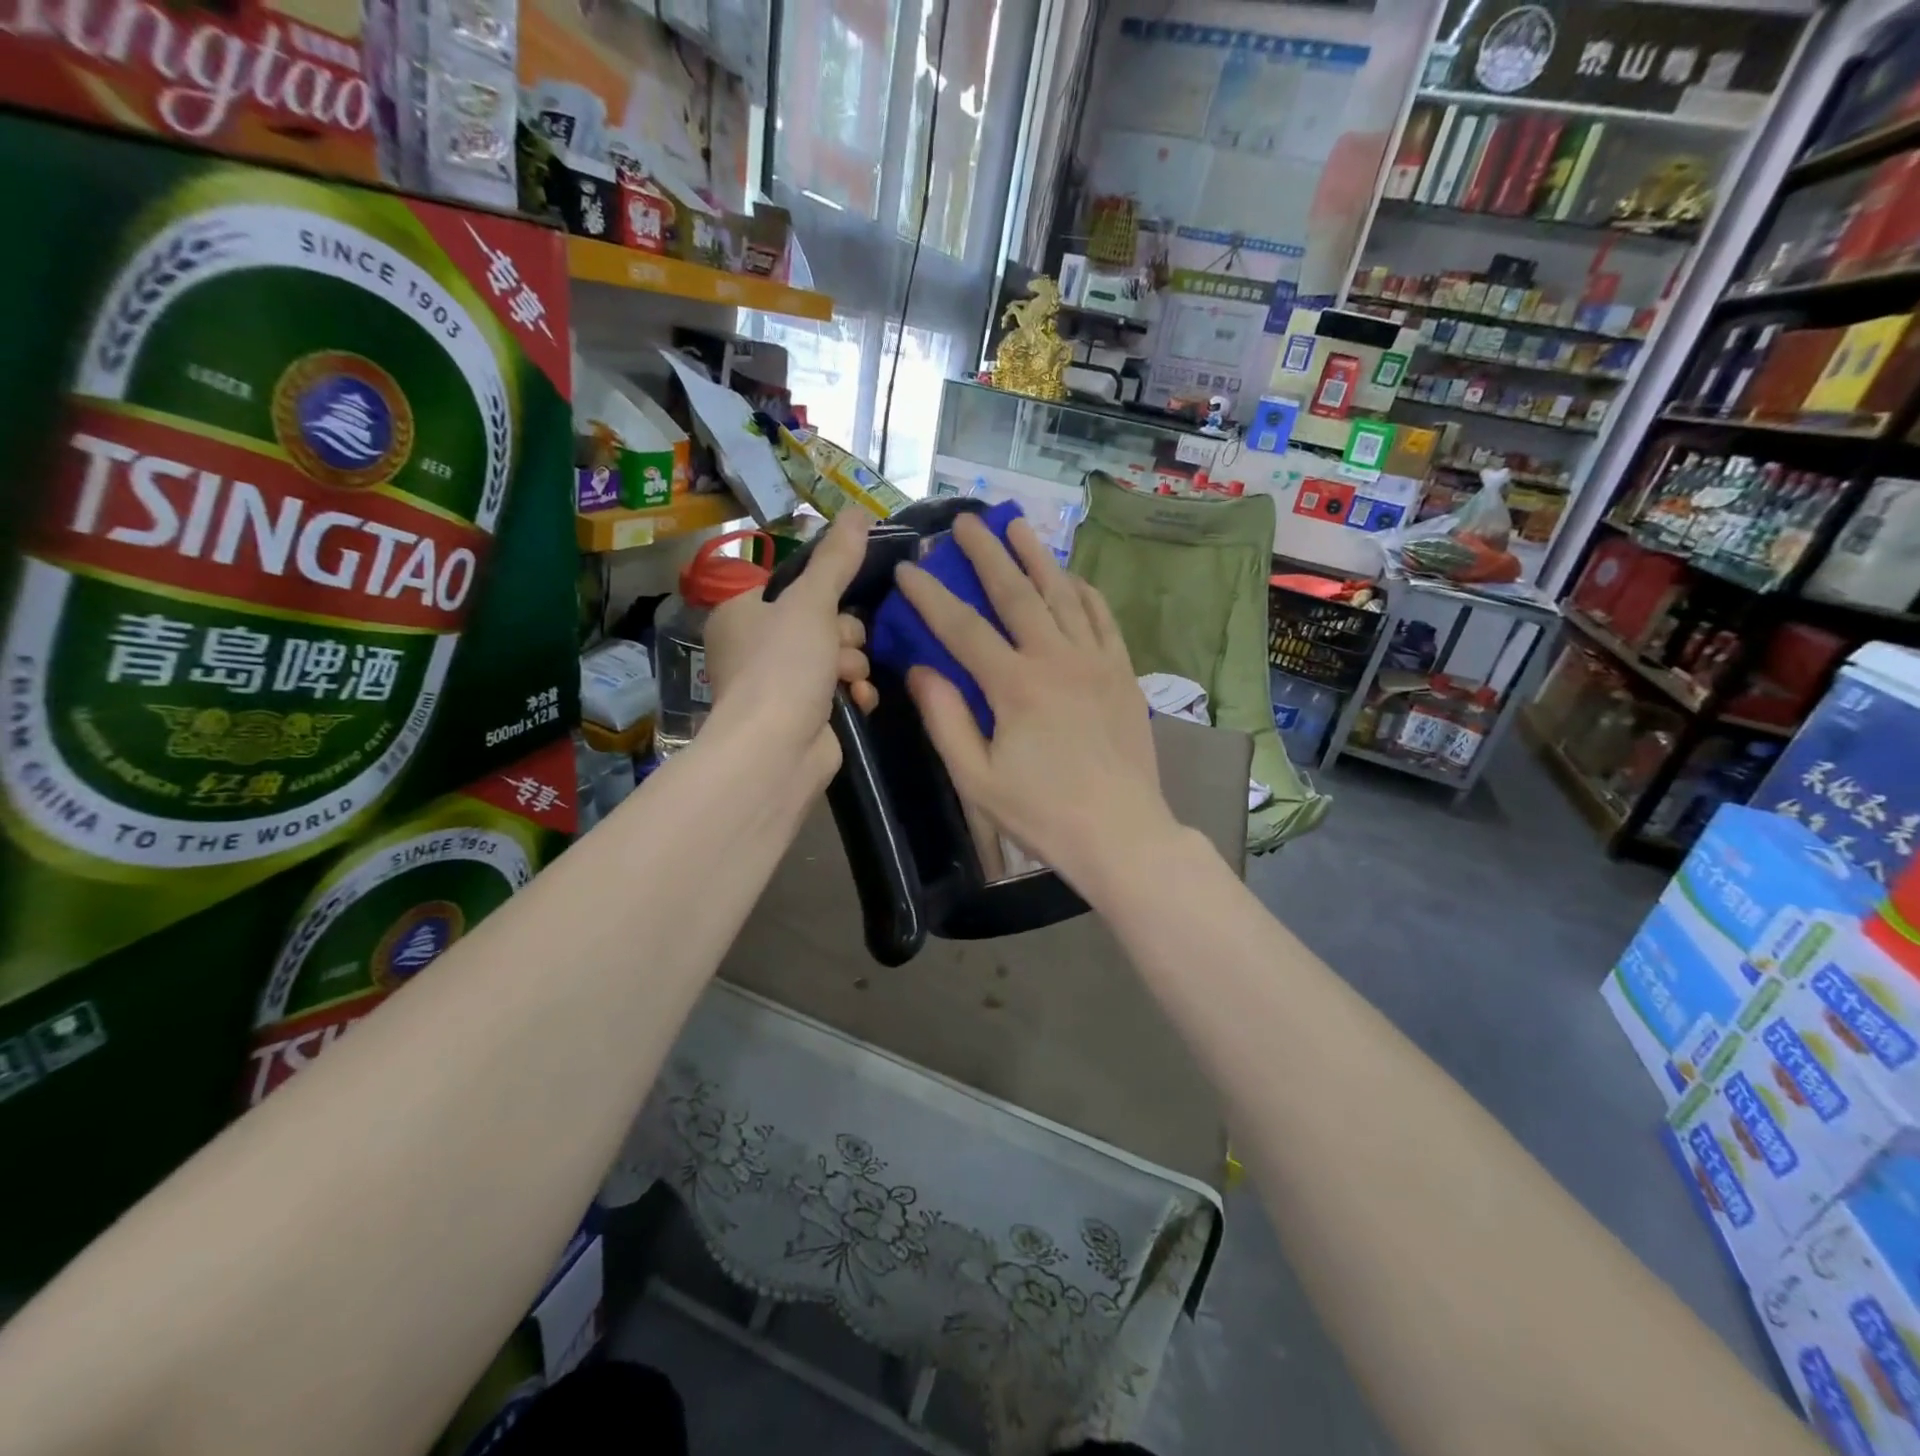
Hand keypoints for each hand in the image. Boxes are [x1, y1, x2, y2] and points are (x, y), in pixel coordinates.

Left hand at [704, 511, 876, 789]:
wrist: (776, 750)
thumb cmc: (783, 667)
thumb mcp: (811, 602)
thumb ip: (837, 559)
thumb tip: (859, 511)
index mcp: (743, 614)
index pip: (797, 589)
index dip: (826, 596)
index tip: (840, 603)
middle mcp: (756, 648)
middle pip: (823, 622)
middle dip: (843, 637)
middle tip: (838, 649)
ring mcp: (780, 686)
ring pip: (837, 657)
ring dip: (852, 666)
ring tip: (847, 681)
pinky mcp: (804, 717)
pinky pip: (842, 691)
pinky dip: (854, 694)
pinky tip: (858, 702)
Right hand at [892, 513, 1181, 893]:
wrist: (1122, 834)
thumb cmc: (1042, 813)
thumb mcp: (977, 779)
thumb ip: (946, 720)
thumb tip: (920, 670)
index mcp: (1015, 686)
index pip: (963, 628)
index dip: (931, 596)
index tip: (908, 568)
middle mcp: (1057, 659)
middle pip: (1017, 593)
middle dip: (986, 554)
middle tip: (965, 521)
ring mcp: (1096, 662)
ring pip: (1063, 595)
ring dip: (1037, 557)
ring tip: (1017, 525)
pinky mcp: (1123, 673)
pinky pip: (1102, 618)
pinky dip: (1084, 592)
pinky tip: (1071, 577)